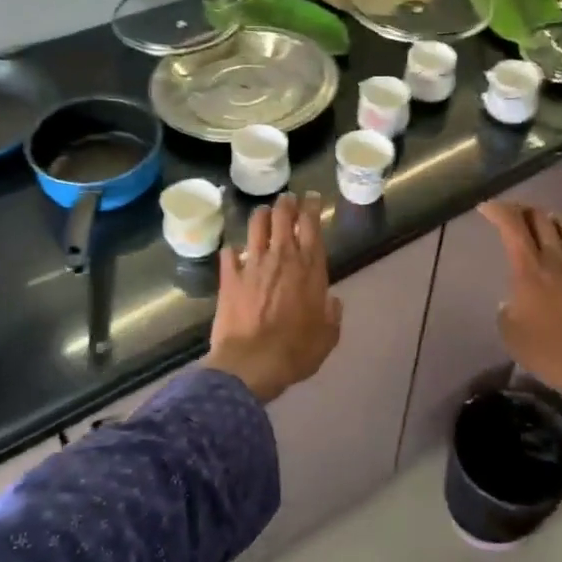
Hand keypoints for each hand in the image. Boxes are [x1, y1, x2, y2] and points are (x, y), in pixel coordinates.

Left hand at [205, 193, 342, 403]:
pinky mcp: (230, 278)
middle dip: (287, 204)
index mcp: (310, 269)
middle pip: (283, 217)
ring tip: (263, 211)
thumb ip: (332, 315)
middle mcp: (282, 258)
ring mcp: (253, 265)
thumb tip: (332, 301)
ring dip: (261, 215)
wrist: (252, 363)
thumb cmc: (296, 351)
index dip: (312, 208)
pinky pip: (229, 254)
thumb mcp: (327, 337)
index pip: (312, 226)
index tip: (312, 198)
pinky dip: (232, 250)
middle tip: (288, 199)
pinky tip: (232, 251)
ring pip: (257, 227)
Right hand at [479, 200, 561, 464]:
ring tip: (548, 227)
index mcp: (530, 269)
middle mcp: (558, 258)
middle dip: (523, 211)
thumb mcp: (514, 339)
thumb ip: (507, 314)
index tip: (487, 208)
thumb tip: (512, 303)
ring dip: (555, 221)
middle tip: (514, 218)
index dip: (498, 210)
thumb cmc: (557, 354)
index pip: (512, 225)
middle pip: (540, 217)